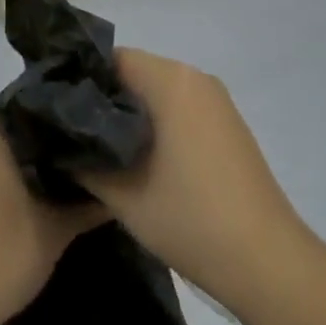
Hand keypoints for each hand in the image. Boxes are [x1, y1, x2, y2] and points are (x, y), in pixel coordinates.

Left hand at [0, 116, 105, 324]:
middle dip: (52, 141)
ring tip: (69, 176)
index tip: (98, 130)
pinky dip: (7, 175)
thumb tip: (118, 183)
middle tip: (92, 156)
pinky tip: (33, 196)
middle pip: (18, 125)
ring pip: (0, 148)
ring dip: (29, 161)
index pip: (37, 103)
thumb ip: (88, 202)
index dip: (69, 117)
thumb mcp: (54, 232)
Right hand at [77, 49, 308, 311]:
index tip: (55, 110)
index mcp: (171, 81)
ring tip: (96, 148)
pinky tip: (137, 160)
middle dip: (101, 99)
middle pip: (133, 72)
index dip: (78, 80)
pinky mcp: (227, 126)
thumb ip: (80, 159)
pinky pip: (178, 109)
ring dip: (127, 115)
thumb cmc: (191, 219)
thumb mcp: (121, 194)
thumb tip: (56, 141)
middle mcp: (195, 78)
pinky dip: (154, 125)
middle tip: (69, 132)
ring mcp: (216, 102)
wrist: (270, 265)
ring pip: (156, 92)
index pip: (109, 58)